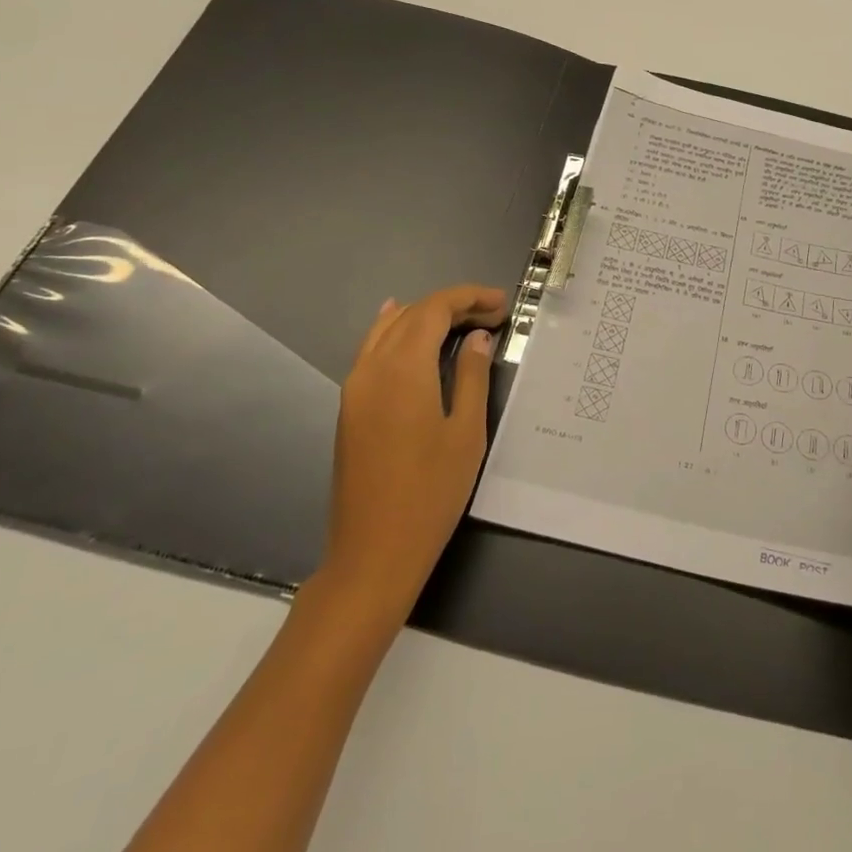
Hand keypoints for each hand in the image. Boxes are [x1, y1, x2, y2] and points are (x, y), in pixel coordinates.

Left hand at [318, 285, 507, 619]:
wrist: (373, 553)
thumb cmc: (430, 493)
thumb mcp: (466, 433)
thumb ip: (471, 376)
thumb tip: (477, 338)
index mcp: (402, 369)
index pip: (434, 309)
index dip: (469, 298)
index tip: (502, 304)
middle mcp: (371, 368)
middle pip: (411, 314)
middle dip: (452, 306)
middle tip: (492, 315)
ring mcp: (354, 388)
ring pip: (387, 329)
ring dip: (425, 317)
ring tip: (463, 324)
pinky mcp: (350, 407)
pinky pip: (372, 351)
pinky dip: (397, 333)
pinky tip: (411, 333)